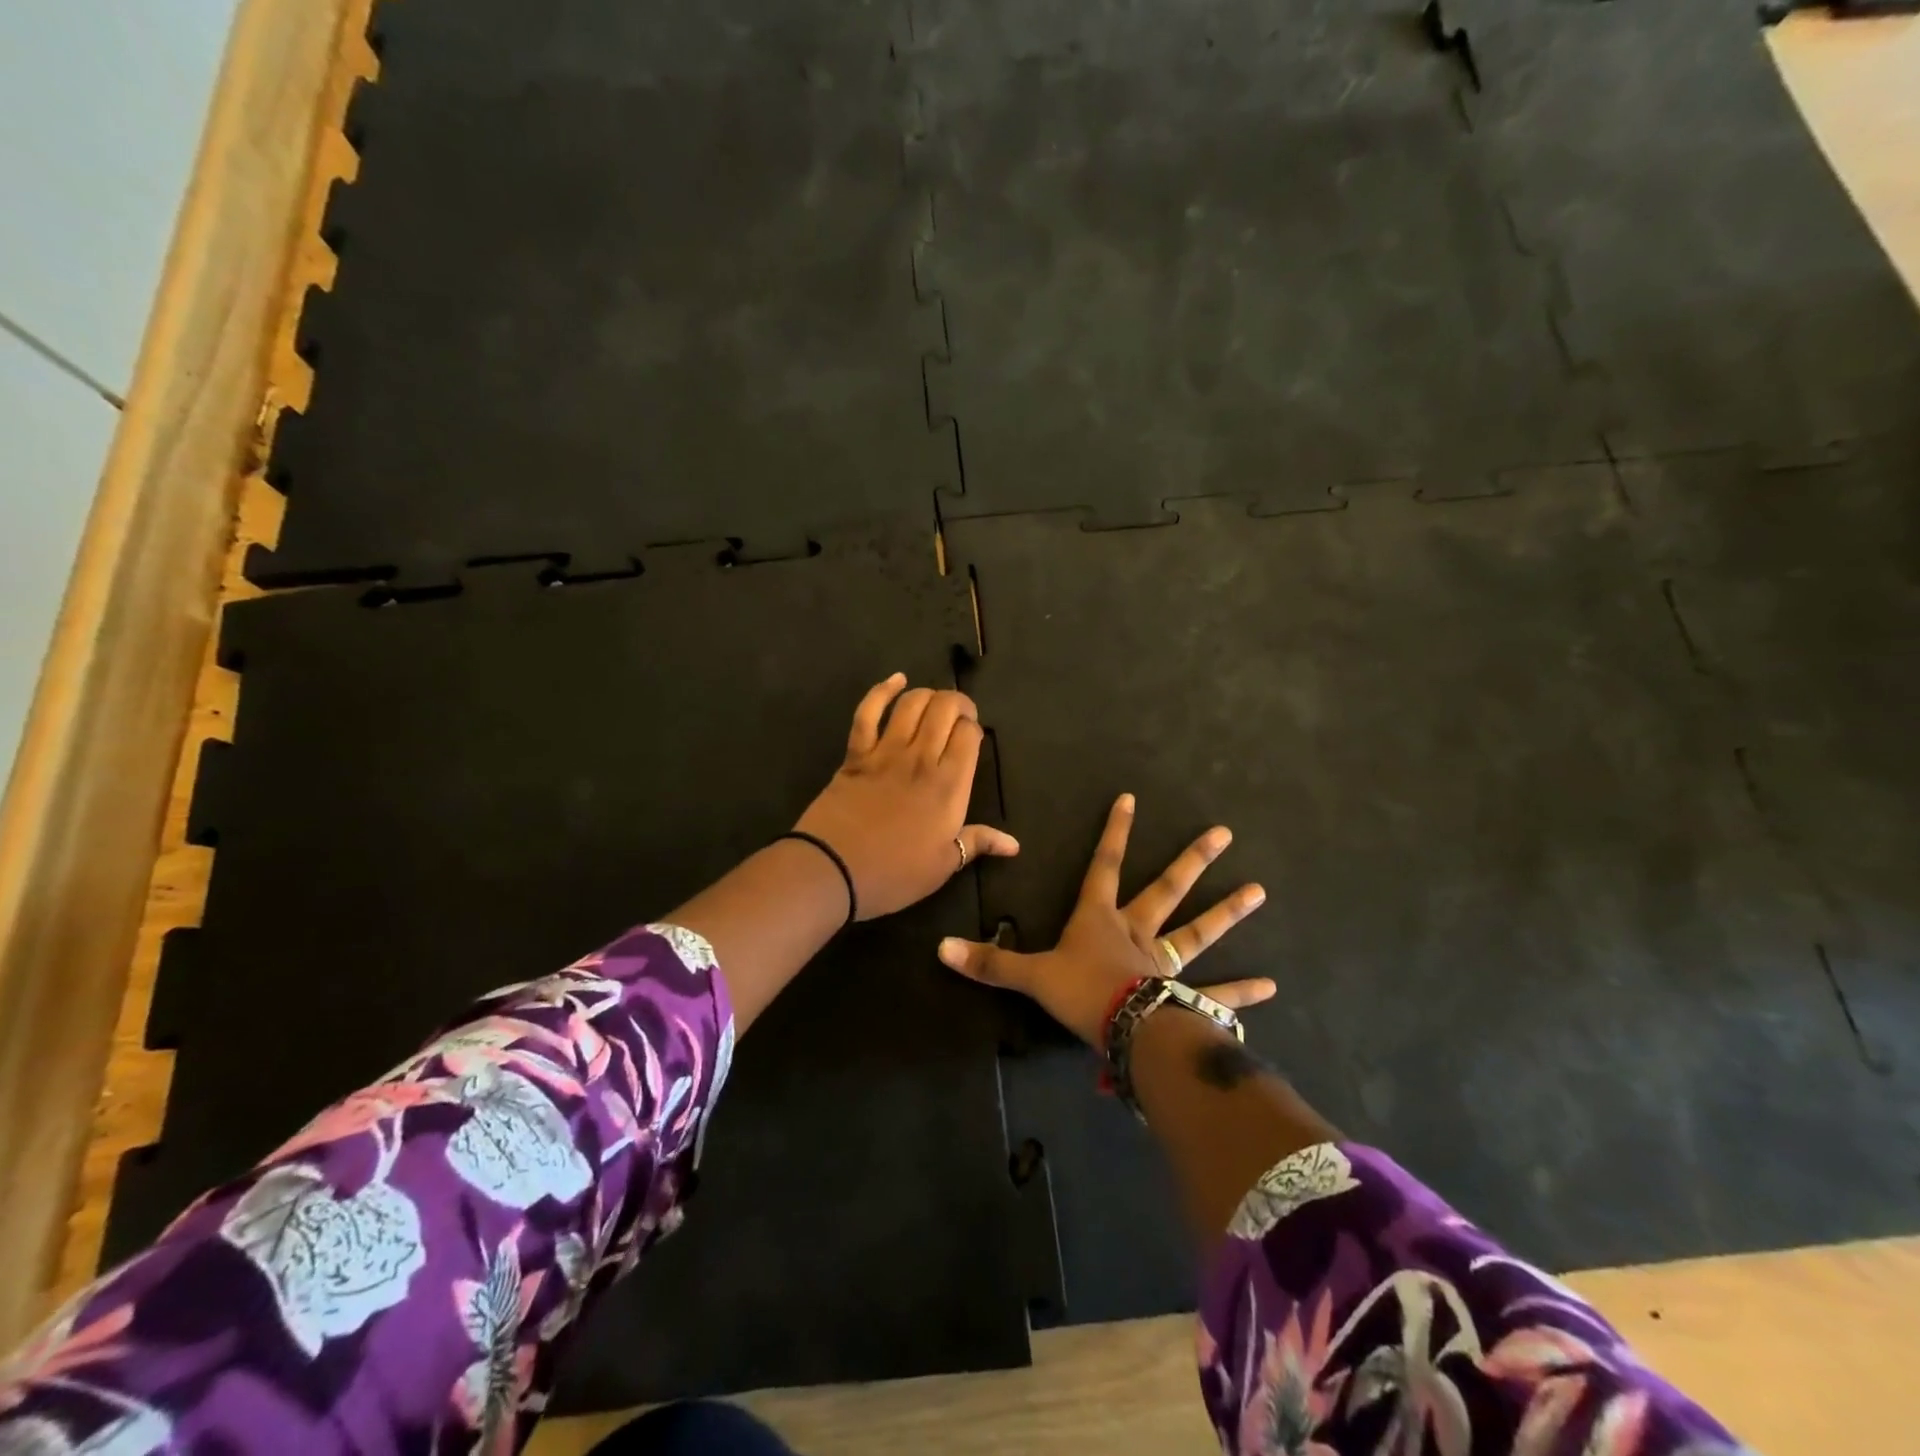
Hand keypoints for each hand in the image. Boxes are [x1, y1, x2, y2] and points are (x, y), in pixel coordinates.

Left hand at [794, 674, 1019, 919]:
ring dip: (927, 695)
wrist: (832, 870)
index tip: (971, 740)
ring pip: (912, 704)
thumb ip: (978, 843)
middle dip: (957, 703)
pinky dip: (882, 691)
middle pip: (945, 709)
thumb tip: (1014, 845)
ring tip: (934, 703)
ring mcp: (886, 752)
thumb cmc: (894, 873)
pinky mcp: (856, 753)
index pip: (970, 735)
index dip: (974, 729)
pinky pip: (868, 712)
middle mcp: (922, 759)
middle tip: (958, 716)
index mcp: (950, 786)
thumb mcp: (943, 865)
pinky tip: (896, 680)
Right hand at [937, 793, 1272, 1043]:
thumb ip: (990, 961)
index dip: (1114, 832)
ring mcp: (1166, 964)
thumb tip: (941, 948)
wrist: (1125, 1031)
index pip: (1105, 865)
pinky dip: (1241, 992)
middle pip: (1166, 889)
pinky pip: (1216, 993)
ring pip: (1198, 932)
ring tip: (1259, 891)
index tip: (1131, 798)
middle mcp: (1138, 933)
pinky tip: (1270, 986)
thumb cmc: (1080, 993)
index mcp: (1101, 919)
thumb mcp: (1031, 976)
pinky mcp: (1184, 998)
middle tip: (1223, 834)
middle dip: (1192, 861)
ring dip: (1227, 913)